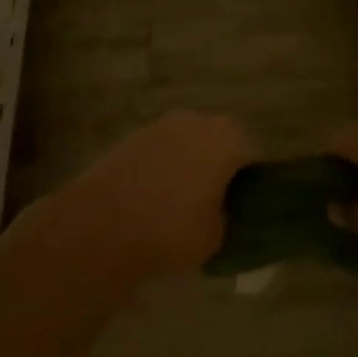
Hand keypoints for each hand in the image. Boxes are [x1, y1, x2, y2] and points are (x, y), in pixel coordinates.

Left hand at [57, 111, 254, 280]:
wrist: (103, 224)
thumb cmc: (171, 229)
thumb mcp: (215, 236)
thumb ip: (227, 216)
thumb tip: (221, 209)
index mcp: (226, 138)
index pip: (254, 150)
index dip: (254, 176)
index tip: (249, 201)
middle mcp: (198, 120)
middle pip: (221, 138)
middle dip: (223, 163)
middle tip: (220, 199)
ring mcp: (163, 124)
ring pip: (190, 141)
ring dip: (193, 161)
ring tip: (186, 199)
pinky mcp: (135, 135)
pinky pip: (163, 148)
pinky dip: (166, 165)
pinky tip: (157, 195)